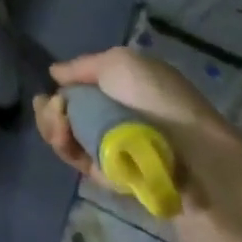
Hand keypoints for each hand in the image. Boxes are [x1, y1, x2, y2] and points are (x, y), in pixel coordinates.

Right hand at [33, 47, 241, 235]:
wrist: (195, 160)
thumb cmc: (158, 101)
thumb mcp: (119, 63)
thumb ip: (82, 67)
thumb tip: (54, 73)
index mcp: (122, 86)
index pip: (78, 88)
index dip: (58, 92)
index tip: (46, 94)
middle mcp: (116, 115)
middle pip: (68, 114)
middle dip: (50, 114)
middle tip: (54, 114)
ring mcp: (114, 147)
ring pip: (69, 139)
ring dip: (56, 132)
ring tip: (60, 131)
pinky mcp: (115, 178)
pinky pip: (83, 163)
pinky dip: (71, 153)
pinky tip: (70, 146)